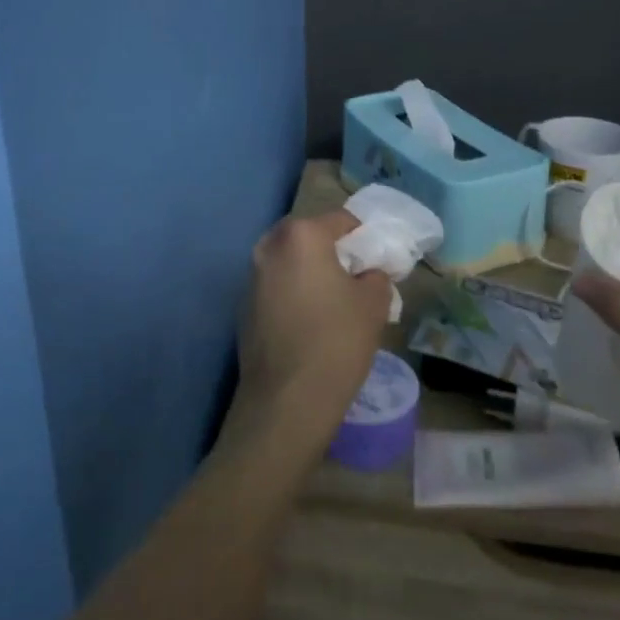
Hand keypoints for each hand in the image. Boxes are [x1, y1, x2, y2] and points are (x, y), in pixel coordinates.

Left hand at [223, 212, 393, 459]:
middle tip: (353, 275)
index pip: (340, 220)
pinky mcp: (242, 306)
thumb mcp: (374, 304)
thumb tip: (368, 272)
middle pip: (307, 235)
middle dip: (330, 249)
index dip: (362, 236)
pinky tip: (308, 320)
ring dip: (307, 270)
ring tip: (332, 299)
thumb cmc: (336, 341)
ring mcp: (251, 277)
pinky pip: (274, 286)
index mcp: (301, 236)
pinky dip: (291, 292)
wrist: (286, 399)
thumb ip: (376, 275)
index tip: (376, 259)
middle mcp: (269, 247)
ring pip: (287, 260)